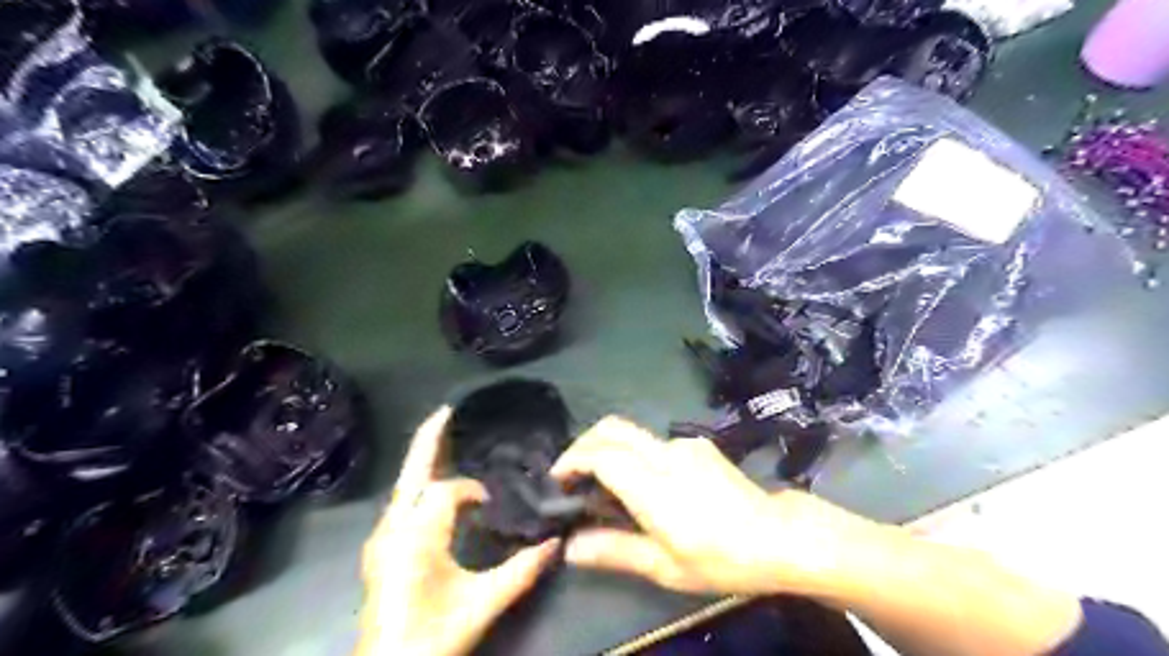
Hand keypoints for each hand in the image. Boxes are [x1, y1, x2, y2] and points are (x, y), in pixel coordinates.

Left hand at [356, 407, 561, 652]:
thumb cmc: (432, 637)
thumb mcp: (481, 604)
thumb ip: (522, 572)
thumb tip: (556, 543)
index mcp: (416, 536)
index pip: (448, 492)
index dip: (473, 490)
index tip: (494, 503)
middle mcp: (392, 528)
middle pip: (412, 472)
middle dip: (429, 439)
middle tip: (447, 410)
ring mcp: (381, 538)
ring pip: (404, 487)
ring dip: (424, 461)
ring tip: (445, 439)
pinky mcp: (380, 548)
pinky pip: (402, 503)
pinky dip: (419, 485)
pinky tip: (435, 486)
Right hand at [553, 417, 880, 597]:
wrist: (780, 536)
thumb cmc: (721, 558)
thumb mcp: (666, 567)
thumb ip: (615, 550)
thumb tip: (570, 546)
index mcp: (655, 486)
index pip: (602, 454)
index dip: (573, 460)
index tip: (558, 480)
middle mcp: (666, 454)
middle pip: (612, 427)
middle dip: (583, 443)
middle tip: (572, 474)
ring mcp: (684, 444)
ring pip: (632, 433)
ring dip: (609, 450)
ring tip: (605, 486)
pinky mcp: (698, 444)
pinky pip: (654, 443)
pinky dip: (635, 455)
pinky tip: (644, 485)